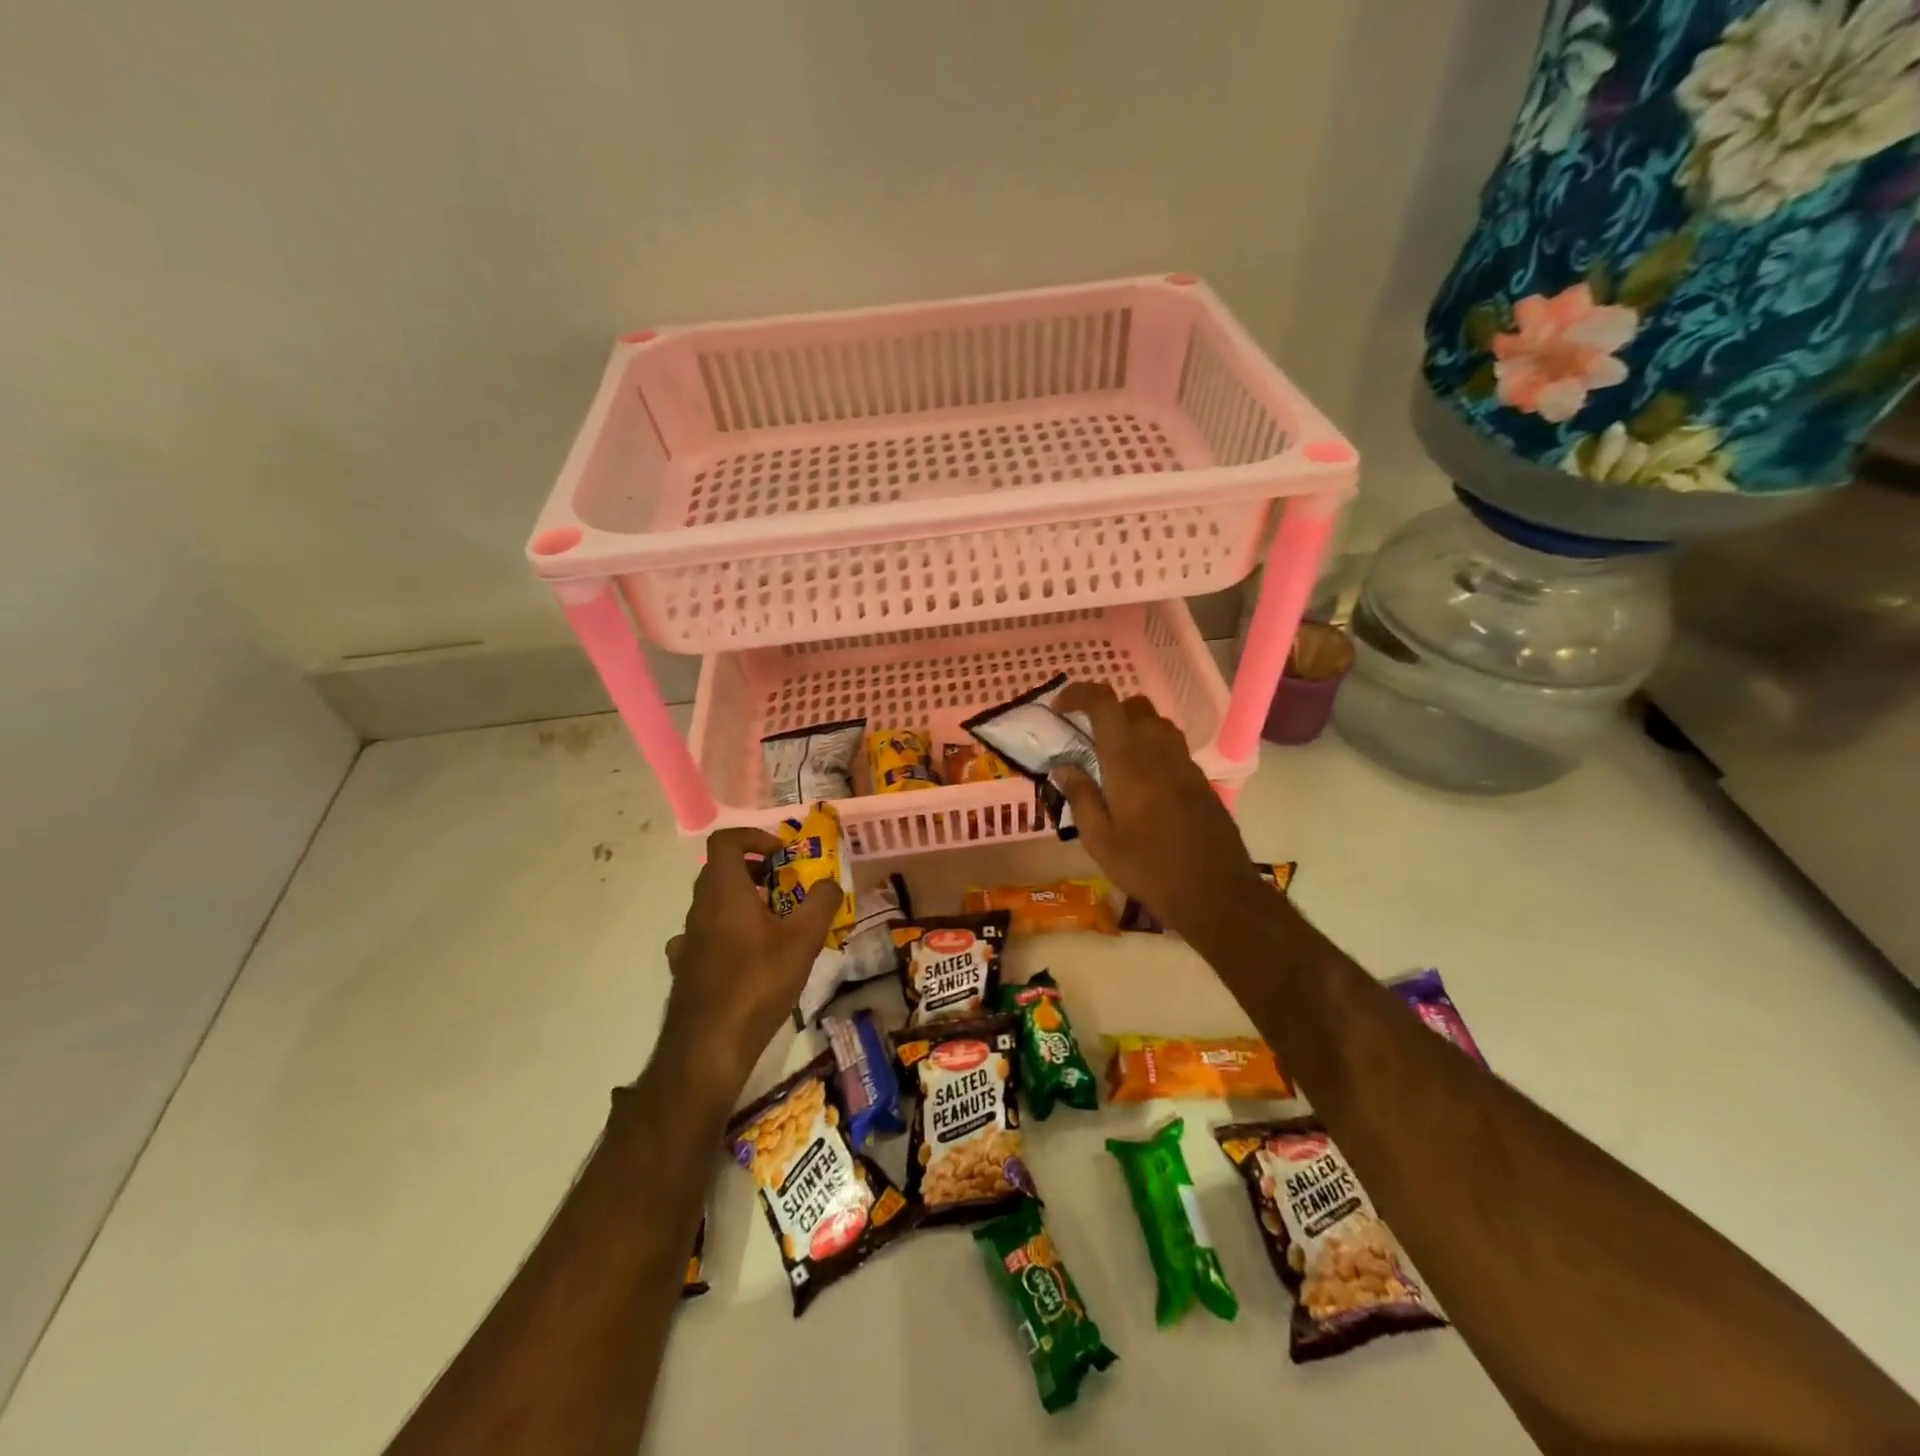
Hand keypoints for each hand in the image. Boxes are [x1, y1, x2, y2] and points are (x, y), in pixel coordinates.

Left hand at [660, 828, 842, 1094]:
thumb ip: (821, 902)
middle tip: (787, 887)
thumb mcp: (803, 939)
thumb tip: (830, 883)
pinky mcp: (685, 968)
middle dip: (756, 871)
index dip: (753, 837)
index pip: (725, 840)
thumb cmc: (758, 982)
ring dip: (744, 902)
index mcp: (723, 890)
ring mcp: (688, 939)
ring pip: (714, 904)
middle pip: (720, 870)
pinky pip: (707, 936)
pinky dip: (729, 934)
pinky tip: (749, 958)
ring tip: (776, 925)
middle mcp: (699, 907)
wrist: (709, 1046)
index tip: (781, 854)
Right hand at [1051, 682, 1264, 934]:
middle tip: (1087, 739)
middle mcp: (1158, 749)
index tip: (1059, 709)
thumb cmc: (1147, 866)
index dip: (1078, 694)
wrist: (1214, 890)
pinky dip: (1151, 749)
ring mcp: (1184, 762)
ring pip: (1156, 723)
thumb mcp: (1099, 839)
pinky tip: (1141, 784)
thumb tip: (1063, 766)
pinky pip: (1171, 747)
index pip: (1103, 702)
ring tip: (1113, 761)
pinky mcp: (1199, 778)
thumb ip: (1080, 795)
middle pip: (1133, 705)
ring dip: (1131, 729)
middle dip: (1107, 712)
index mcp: (1127, 758)